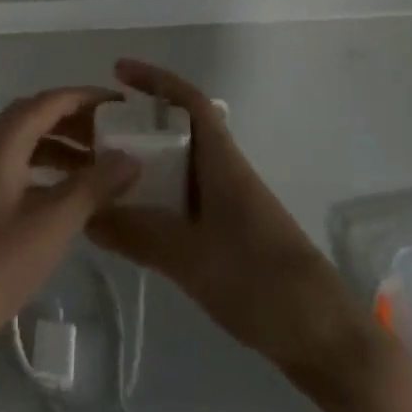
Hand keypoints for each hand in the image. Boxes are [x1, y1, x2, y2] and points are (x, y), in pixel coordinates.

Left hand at [0, 88, 140, 383]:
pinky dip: (44, 168)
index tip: (125, 106)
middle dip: (77, 120)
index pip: (50, 101)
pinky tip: (65, 195)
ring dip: (61, 145)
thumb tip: (131, 157)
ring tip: (99, 167)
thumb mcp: (50, 226)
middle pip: (36, 116)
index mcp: (0, 142)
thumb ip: (93, 187)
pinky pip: (15, 165)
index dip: (88, 98)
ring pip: (24, 142)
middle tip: (116, 137)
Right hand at [87, 60, 380, 403]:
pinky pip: (182, 201)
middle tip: (91, 133)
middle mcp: (225, 174)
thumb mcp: (190, 258)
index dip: (155, 80)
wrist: (326, 340)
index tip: (117, 71)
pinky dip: (153, 198)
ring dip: (143, 163)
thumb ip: (136, 234)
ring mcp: (229, 206)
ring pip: (178, 168)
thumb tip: (86, 214)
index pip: (189, 102)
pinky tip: (129, 219)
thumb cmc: (262, 284)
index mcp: (222, 163)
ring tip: (99, 174)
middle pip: (177, 132)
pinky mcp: (229, 236)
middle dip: (136, 125)